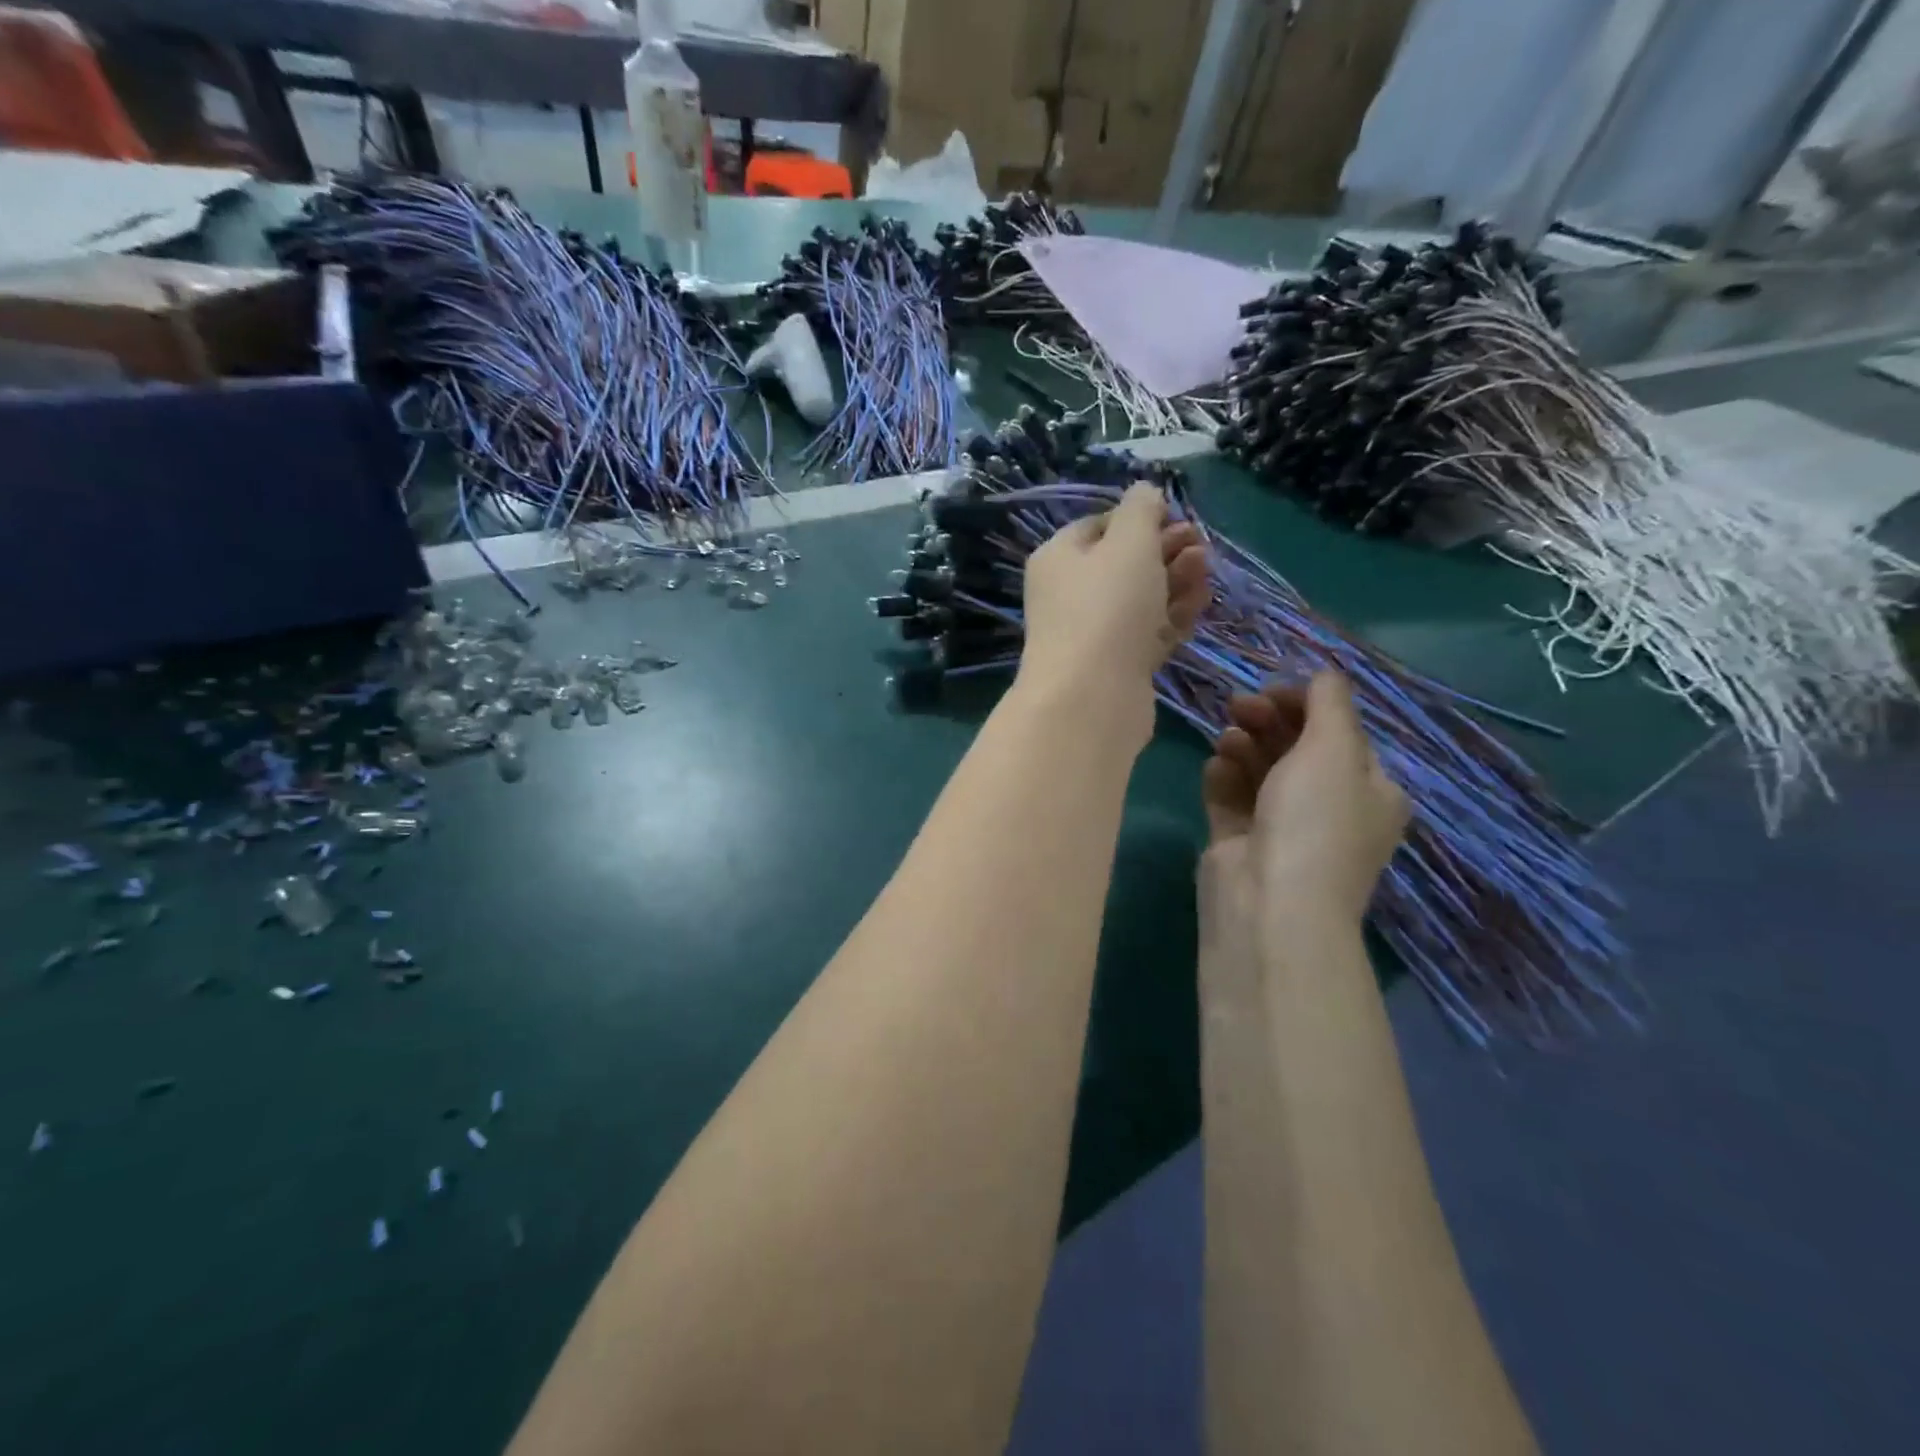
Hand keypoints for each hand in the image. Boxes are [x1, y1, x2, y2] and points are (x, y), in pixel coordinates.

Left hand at [1017, 483, 1208, 743]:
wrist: (1092, 696)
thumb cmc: (1107, 606)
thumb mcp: (1128, 542)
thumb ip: (1140, 510)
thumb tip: (1144, 489)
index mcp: (1058, 558)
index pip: (1097, 527)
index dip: (1136, 518)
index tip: (1173, 517)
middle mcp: (1069, 595)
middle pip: (1122, 563)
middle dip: (1164, 549)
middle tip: (1199, 543)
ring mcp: (1093, 634)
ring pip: (1139, 599)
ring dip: (1174, 580)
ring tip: (1205, 567)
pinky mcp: (1117, 666)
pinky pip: (1148, 632)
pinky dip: (1173, 615)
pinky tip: (1200, 600)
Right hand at [1202, 672, 1409, 928]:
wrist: (1270, 904)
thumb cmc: (1315, 821)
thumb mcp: (1335, 750)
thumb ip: (1330, 704)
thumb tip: (1326, 674)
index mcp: (1368, 790)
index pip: (1339, 733)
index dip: (1307, 704)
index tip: (1273, 688)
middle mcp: (1328, 807)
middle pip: (1296, 748)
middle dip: (1269, 720)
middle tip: (1240, 706)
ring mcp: (1281, 827)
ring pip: (1259, 770)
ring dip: (1243, 744)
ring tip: (1227, 738)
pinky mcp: (1239, 841)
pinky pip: (1230, 796)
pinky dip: (1222, 776)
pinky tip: (1215, 766)